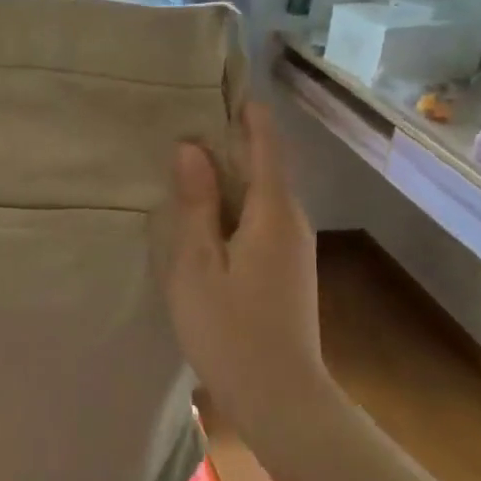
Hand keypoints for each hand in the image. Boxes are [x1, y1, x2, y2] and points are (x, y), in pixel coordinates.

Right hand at [166, 102, 328, 427]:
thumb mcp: (197, 264)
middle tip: (186, 120)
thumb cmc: (229, 329)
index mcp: (273, 211)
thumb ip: (194, 204)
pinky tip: (206, 213)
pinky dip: (235, 203)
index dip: (247, 111)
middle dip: (231, 140)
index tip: (222, 84)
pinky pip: (261, 218)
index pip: (265, 143)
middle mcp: (292, 220)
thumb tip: (190, 148)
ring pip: (262, 193)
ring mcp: (294, 246)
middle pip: (265, 165)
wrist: (281, 396)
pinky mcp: (287, 267)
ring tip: (188, 160)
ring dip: (230, 174)